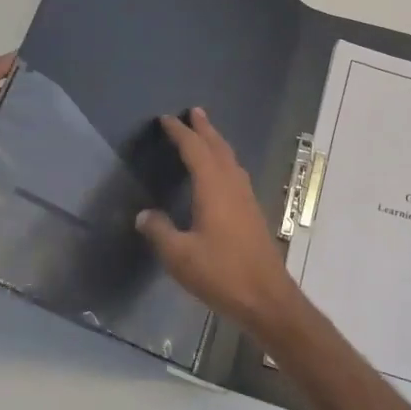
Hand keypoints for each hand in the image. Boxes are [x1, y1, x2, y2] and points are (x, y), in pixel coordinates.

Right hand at [135, 107, 307, 336]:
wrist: (267, 298)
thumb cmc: (222, 274)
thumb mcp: (180, 257)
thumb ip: (160, 232)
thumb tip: (144, 215)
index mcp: (214, 189)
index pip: (195, 151)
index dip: (180, 133)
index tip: (166, 119)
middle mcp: (233, 187)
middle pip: (218, 148)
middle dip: (205, 129)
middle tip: (194, 111)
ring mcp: (247, 200)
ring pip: (231, 161)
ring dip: (217, 143)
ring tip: (207, 134)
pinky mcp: (253, 214)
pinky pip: (236, 175)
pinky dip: (225, 162)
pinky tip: (222, 174)